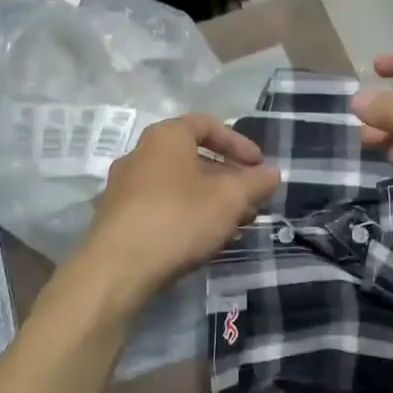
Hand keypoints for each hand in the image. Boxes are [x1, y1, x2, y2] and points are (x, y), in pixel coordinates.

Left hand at [76, 114, 279, 306]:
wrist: (118, 268)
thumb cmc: (179, 218)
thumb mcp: (230, 199)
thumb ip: (256, 182)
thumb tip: (273, 172)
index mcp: (165, 137)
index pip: (206, 125)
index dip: (238, 143)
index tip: (259, 165)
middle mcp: (140, 154)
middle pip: (193, 158)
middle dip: (228, 178)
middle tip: (251, 200)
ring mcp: (125, 187)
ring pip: (179, 185)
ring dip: (211, 200)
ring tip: (235, 225)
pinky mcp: (119, 218)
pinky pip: (162, 207)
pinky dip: (188, 215)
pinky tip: (205, 240)